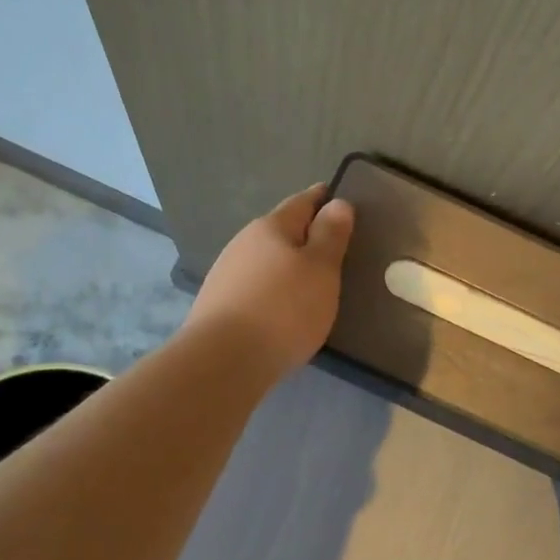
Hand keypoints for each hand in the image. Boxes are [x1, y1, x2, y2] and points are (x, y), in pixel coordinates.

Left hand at [184, 184, 354, 376]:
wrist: (223, 361)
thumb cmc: (283, 309)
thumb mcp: (321, 269)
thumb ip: (331, 235)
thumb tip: (337, 203)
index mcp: (270, 227)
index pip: (302, 201)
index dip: (323, 198)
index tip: (341, 199)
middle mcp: (243, 243)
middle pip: (281, 231)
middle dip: (306, 235)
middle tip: (334, 248)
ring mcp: (226, 274)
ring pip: (266, 260)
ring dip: (288, 265)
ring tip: (312, 282)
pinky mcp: (219, 305)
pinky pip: (255, 287)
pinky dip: (274, 290)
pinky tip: (283, 308)